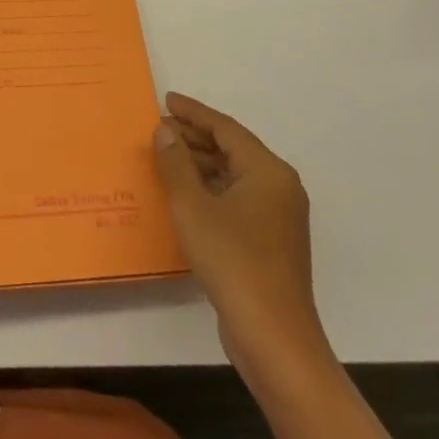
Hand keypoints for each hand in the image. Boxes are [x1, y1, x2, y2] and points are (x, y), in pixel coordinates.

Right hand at [153, 92, 333, 390]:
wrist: (273, 338)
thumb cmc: (232, 261)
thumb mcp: (192, 206)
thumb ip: (175, 163)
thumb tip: (165, 132)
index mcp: (268, 172)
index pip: (226, 128)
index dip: (194, 113)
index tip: (166, 100)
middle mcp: (280, 188)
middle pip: (233, 150)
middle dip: (195, 138)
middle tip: (159, 129)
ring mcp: (278, 218)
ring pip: (234, 176)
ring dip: (200, 164)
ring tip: (165, 158)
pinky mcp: (271, 244)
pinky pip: (237, 200)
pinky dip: (210, 189)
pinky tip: (184, 196)